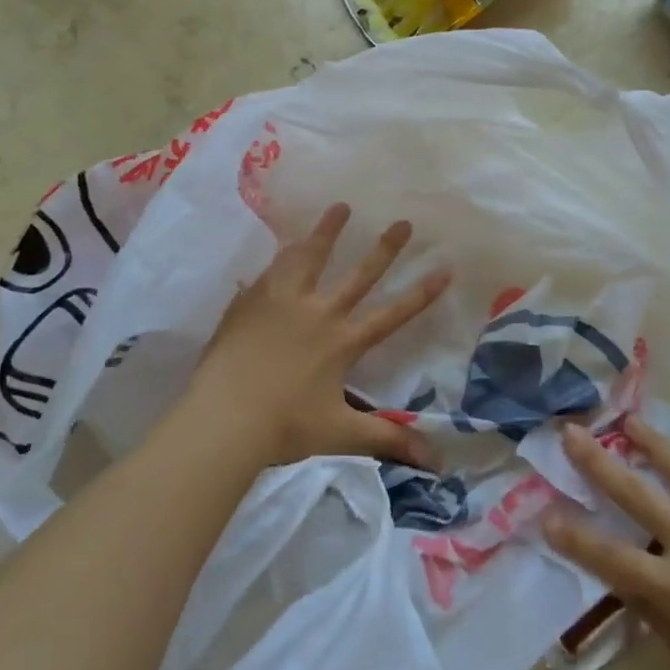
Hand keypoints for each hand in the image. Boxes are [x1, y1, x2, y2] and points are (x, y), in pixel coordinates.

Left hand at [183, 203, 451, 469]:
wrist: (224, 418)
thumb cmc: (284, 428)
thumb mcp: (341, 434)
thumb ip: (389, 441)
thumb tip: (438, 463)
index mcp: (343, 342)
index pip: (392, 314)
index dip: (421, 293)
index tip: (445, 267)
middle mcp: (318, 313)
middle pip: (358, 274)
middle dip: (384, 248)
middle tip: (403, 221)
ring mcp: (282, 302)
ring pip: (310, 258)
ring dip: (327, 232)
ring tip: (340, 207)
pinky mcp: (251, 302)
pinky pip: (271, 271)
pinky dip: (282, 256)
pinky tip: (282, 245)